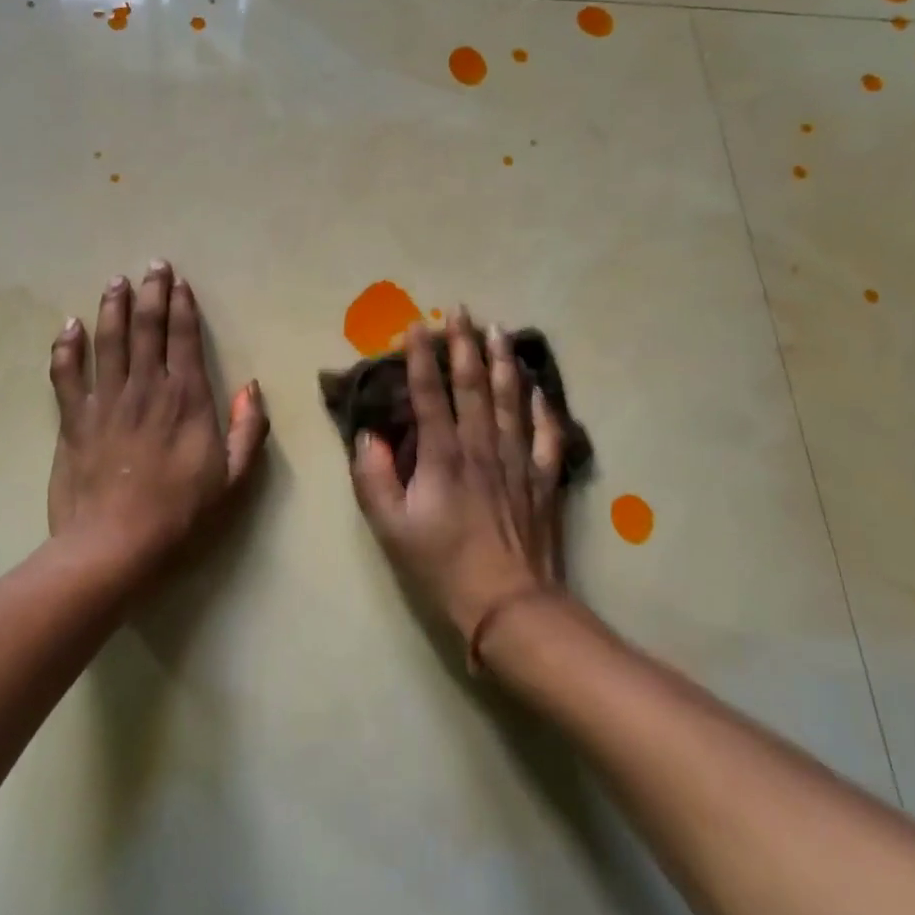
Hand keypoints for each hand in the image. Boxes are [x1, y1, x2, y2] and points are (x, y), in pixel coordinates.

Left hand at [47, 262, 268, 584]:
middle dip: (150, 292)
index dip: (182, 306)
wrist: (114, 545)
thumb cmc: (180, 515)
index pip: (185, 339)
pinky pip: (66, 374)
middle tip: (151, 266)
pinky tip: (69, 327)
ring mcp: (106, 401)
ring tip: (115, 281)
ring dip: (112, 307)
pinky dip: (66, 347)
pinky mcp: (73, 419)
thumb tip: (250, 387)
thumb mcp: (234, 479)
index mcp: (187, 399)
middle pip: (147, 328)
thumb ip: (249, 430)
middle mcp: (146, 388)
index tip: (179, 282)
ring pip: (108, 340)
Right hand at [350, 310, 566, 664]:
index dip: (420, 359)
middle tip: (460, 311)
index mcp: (442, 456)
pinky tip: (539, 388)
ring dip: (503, 362)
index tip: (415, 326)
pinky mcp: (544, 478)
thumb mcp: (390, 528)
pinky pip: (548, 433)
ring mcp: (518, 460)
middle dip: (464, 345)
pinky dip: (543, 407)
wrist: (509, 604)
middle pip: (473, 385)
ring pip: (511, 399)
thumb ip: (373, 478)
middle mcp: (482, 447)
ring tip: (499, 331)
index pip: (429, 395)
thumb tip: (367, 436)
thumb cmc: (442, 567)